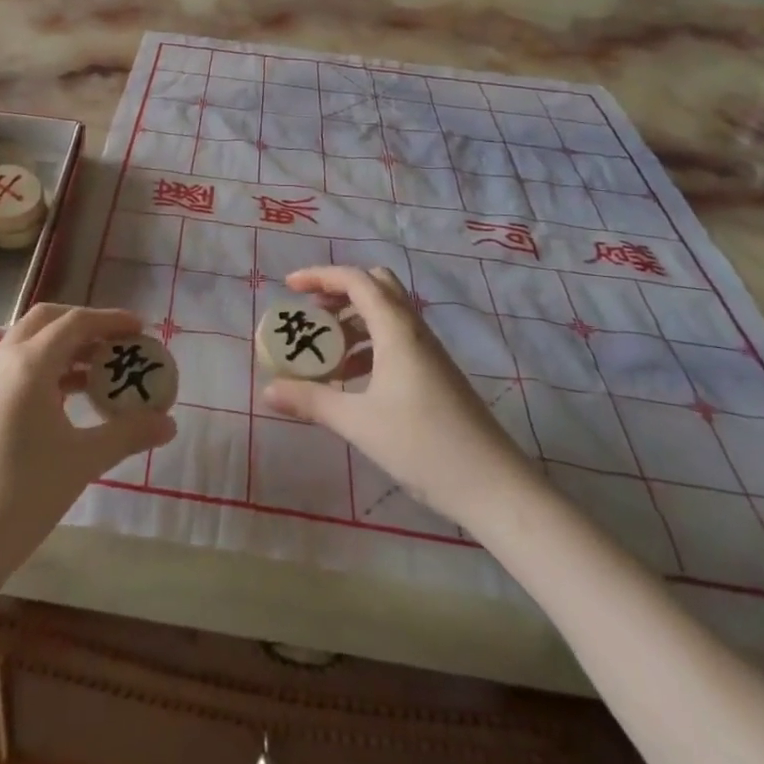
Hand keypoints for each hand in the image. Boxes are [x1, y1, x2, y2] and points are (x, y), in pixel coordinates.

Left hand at [0, 304, 175, 581]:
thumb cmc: (22, 496)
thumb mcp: (82, 461)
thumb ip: (128, 434)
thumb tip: (169, 424)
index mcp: (28, 364)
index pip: (75, 322)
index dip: (111, 320)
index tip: (141, 327)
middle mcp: (2, 360)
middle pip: (48, 320)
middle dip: (85, 324)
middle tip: (118, 342)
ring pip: (30, 342)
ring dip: (65, 346)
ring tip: (100, 372)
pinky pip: (17, 366)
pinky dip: (47, 367)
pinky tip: (69, 398)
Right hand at [261, 266, 536, 521]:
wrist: (495, 487)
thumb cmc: (424, 446)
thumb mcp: (359, 423)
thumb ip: (312, 401)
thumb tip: (268, 389)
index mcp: (397, 329)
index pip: (355, 280)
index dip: (320, 275)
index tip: (289, 287)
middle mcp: (414, 330)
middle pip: (376, 286)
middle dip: (339, 292)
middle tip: (311, 313)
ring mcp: (428, 352)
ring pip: (386, 315)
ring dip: (353, 322)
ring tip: (324, 352)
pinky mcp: (435, 374)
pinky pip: (395, 341)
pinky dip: (368, 346)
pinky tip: (352, 380)